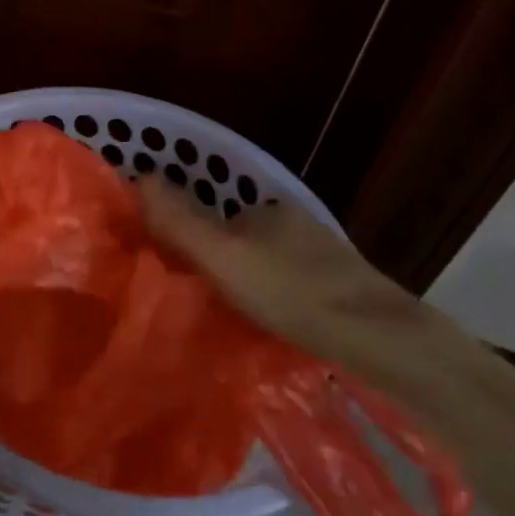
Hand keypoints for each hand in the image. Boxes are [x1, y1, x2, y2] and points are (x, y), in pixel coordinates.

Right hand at [137, 179, 464, 393]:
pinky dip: (274, 300)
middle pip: (241, 240)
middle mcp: (297, 223)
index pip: (213, 217)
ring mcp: (324, 255)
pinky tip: (270, 326)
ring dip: (246, 284)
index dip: (189, 242)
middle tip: (198, 301)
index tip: (175, 274)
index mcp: (269, 209)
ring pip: (267, 264)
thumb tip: (137, 178)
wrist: (377, 338)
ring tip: (229, 318)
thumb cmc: (291, 291)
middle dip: (219, 263)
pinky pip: (290, 286)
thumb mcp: (222, 255)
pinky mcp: (342, 287)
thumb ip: (179, 221)